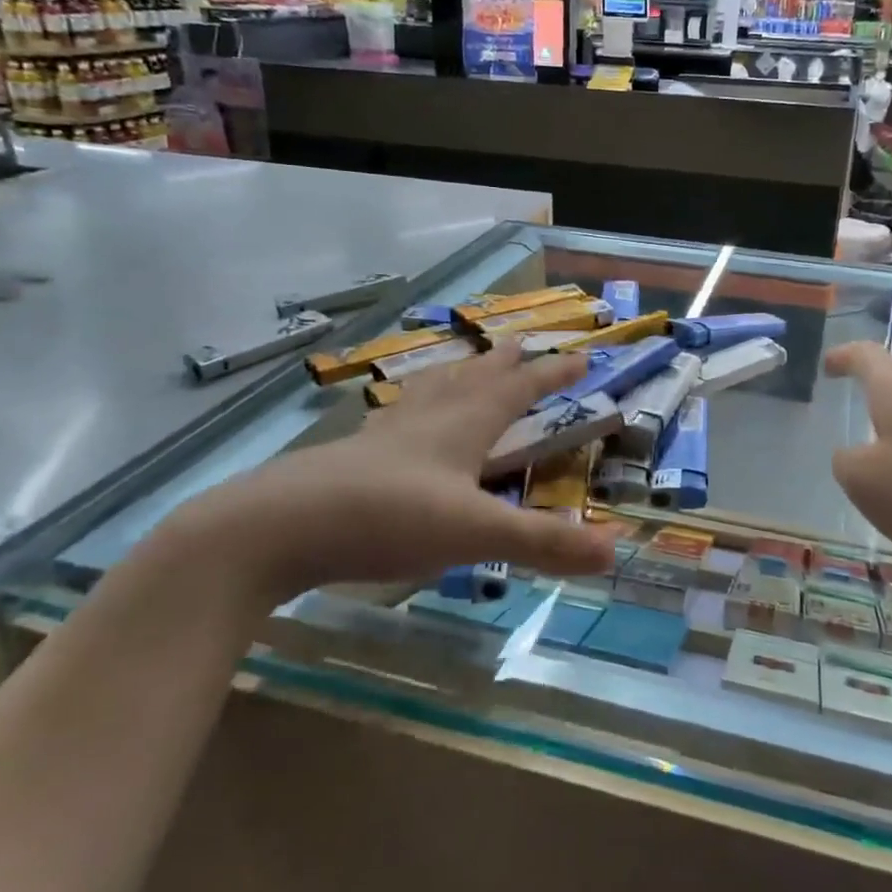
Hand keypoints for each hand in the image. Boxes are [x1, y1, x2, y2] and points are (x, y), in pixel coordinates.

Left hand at [161, 340, 617, 606]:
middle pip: (472, 380)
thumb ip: (542, 542)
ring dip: (453, 376)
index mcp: (460, 427)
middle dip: (502, 363)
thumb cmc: (385, 518)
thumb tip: (615, 549)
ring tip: (460, 367)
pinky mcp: (350, 458)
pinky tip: (395, 420)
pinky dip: (409, 410)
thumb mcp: (473, 533)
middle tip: (520, 343)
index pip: (517, 390)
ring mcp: (383, 438)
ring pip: (428, 394)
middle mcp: (425, 421)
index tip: (579, 355)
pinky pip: (393, 421)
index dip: (550, 373)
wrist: (275, 527)